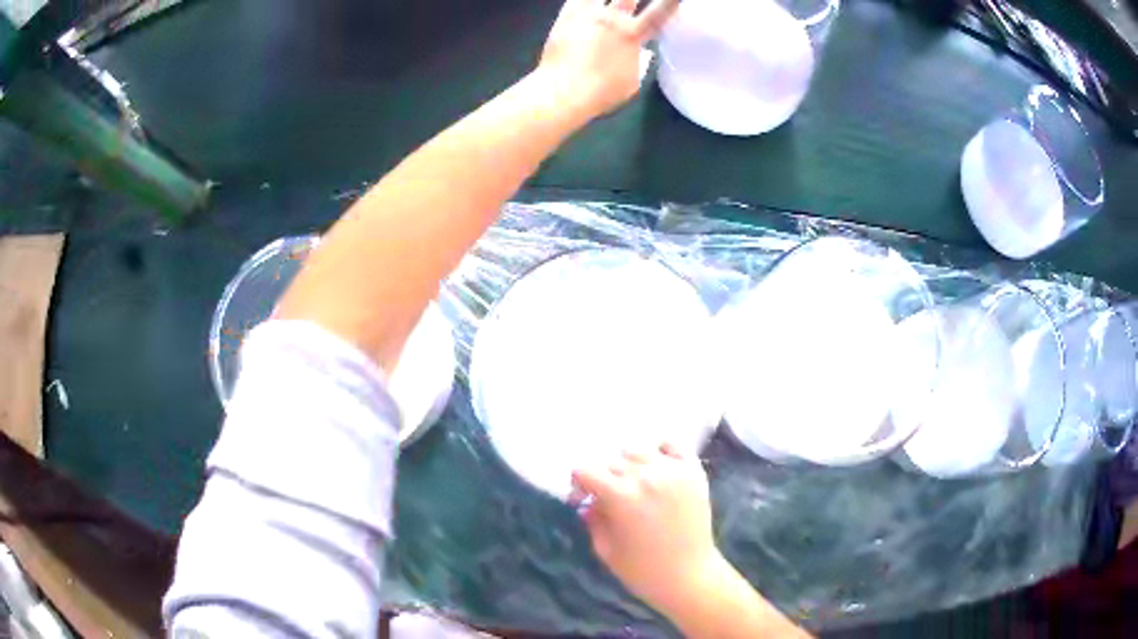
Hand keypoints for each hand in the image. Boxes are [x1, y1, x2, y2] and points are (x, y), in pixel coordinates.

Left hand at [539, 0, 679, 118]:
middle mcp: (612, 18)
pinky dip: (583, 1)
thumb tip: (643, 53)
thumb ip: (639, 63)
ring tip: (610, 4)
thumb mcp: (631, 83)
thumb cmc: (601, 93)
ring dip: (607, 0)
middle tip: (631, 2)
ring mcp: (586, 14)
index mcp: (633, 35)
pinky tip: (585, 4)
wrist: (561, 91)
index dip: (671, 1)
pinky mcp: (565, 16)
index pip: (660, 12)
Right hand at [572, 442, 720, 616]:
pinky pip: (672, 445)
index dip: (579, 484)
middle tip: (607, 498)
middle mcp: (646, 476)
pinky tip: (657, 468)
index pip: (586, 471)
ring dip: (630, 466)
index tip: (582, 498)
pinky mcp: (694, 471)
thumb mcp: (605, 549)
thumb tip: (587, 502)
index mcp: (621, 496)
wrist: (690, 576)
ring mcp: (673, 471)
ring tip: (634, 485)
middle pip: (611, 462)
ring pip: (638, 451)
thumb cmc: (642, 570)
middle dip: (603, 478)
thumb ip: (593, 520)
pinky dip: (661, 451)